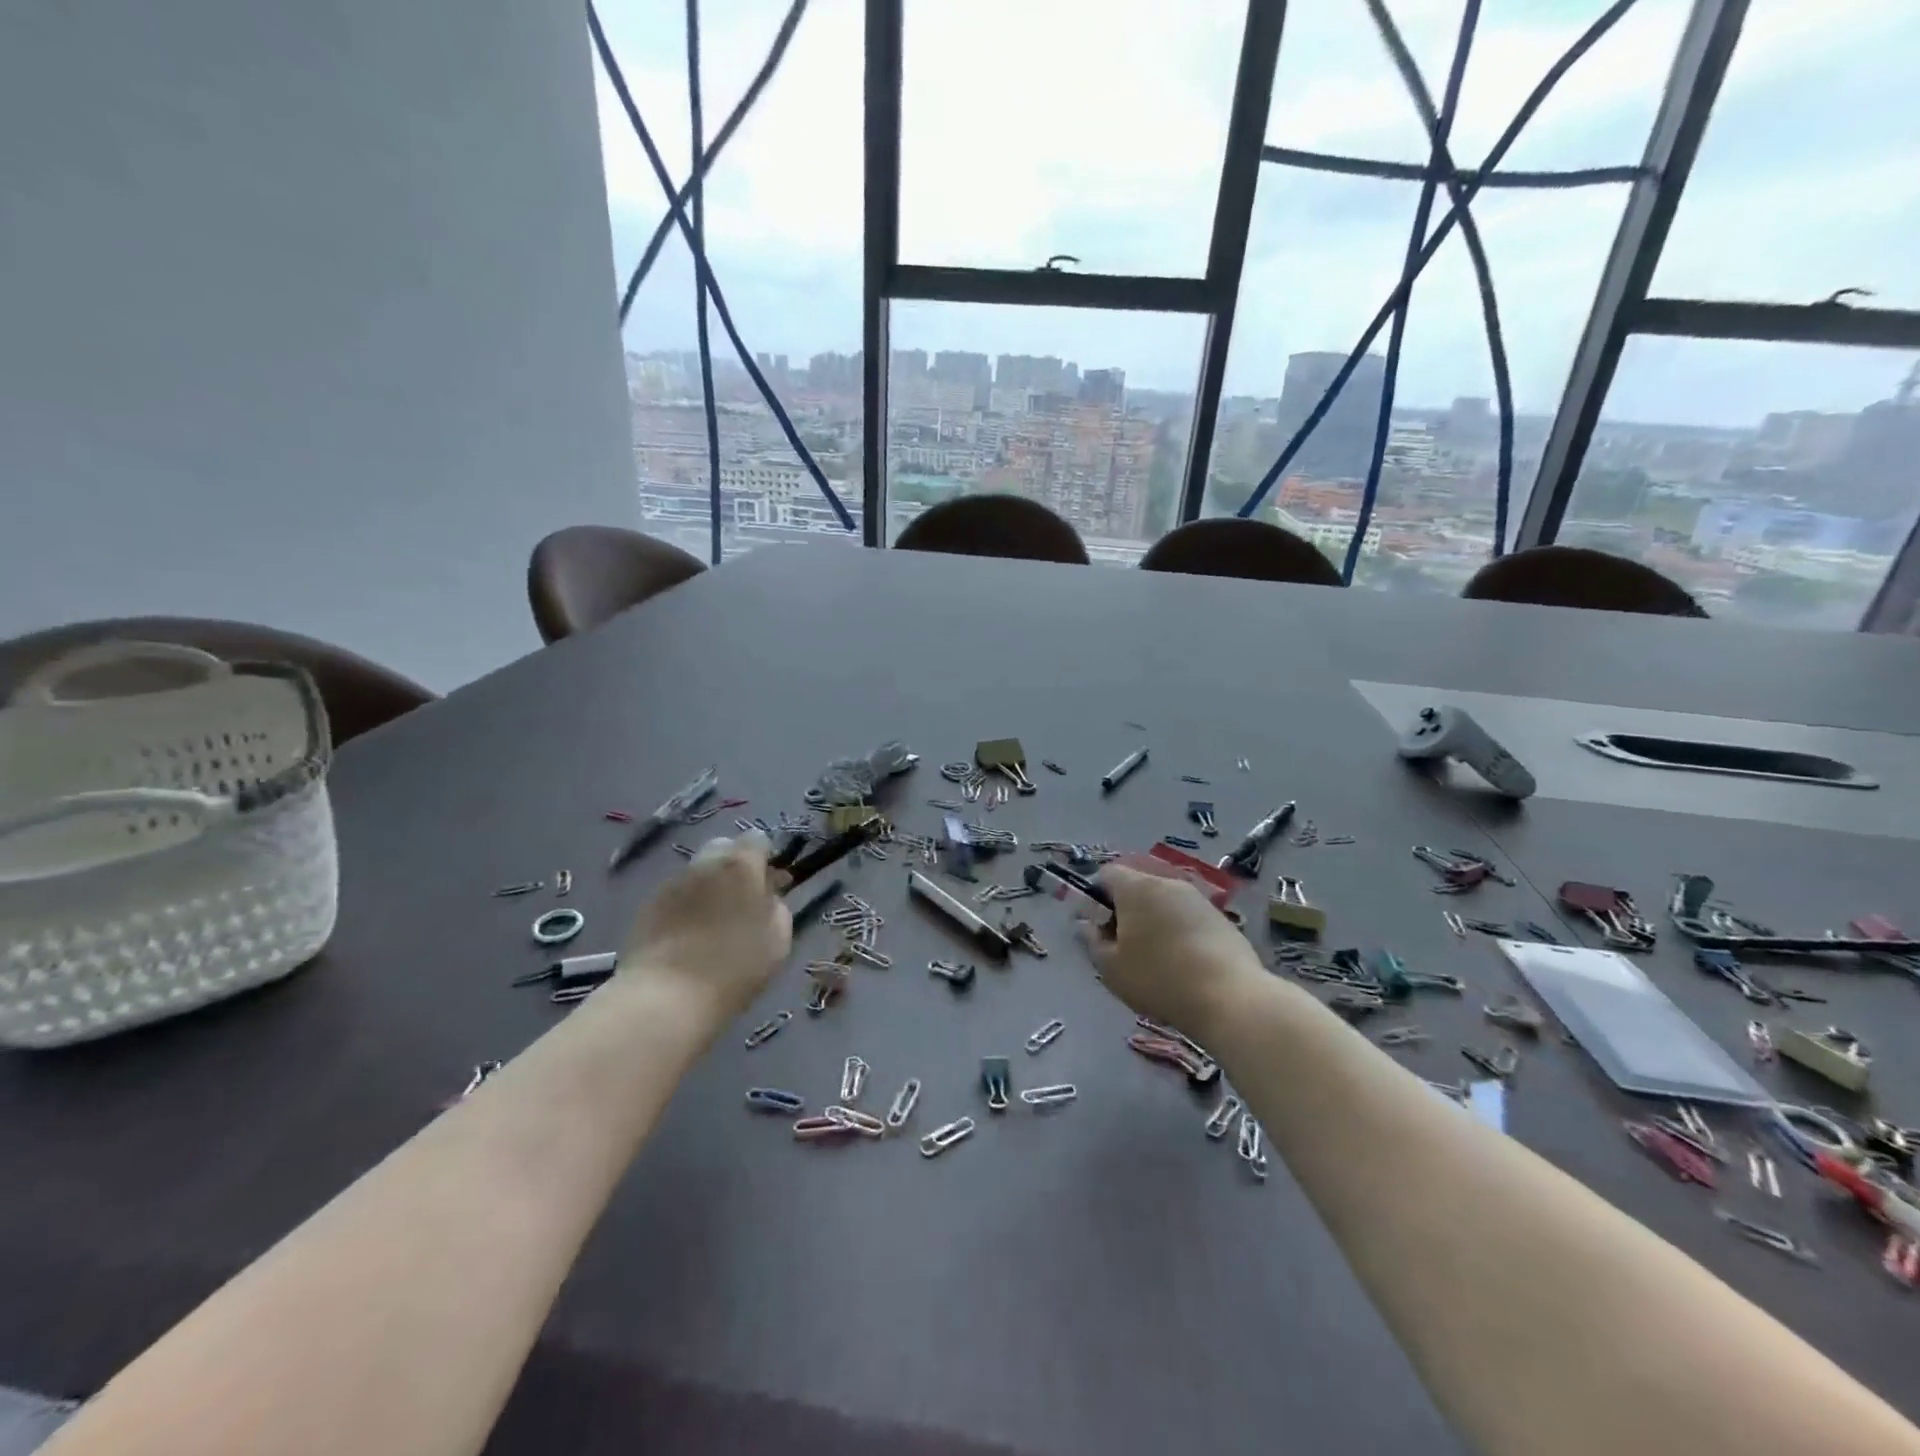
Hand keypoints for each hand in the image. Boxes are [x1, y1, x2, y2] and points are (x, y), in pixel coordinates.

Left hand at [617, 830, 791, 1018]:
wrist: (668, 997)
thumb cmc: (735, 968)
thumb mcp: (778, 940)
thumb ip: (777, 907)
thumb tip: (768, 896)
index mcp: (741, 866)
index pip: (757, 839)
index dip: (765, 859)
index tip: (769, 885)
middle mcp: (705, 864)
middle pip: (723, 848)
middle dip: (734, 866)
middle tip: (741, 901)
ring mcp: (673, 883)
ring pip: (698, 872)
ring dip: (709, 886)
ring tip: (712, 923)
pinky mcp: (648, 905)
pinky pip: (676, 894)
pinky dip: (686, 905)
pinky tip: (687, 935)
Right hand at [1082, 864, 1263, 1038]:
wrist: (1230, 998)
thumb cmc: (1159, 979)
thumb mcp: (1111, 968)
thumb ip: (1093, 941)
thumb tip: (1090, 926)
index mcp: (1136, 887)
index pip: (1107, 874)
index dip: (1097, 897)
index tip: (1100, 929)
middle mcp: (1168, 883)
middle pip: (1137, 887)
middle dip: (1127, 912)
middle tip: (1125, 948)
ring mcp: (1198, 899)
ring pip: (1164, 903)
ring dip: (1154, 923)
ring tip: (1157, 961)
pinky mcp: (1221, 919)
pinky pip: (1189, 918)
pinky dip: (1180, 934)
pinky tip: (1185, 966)